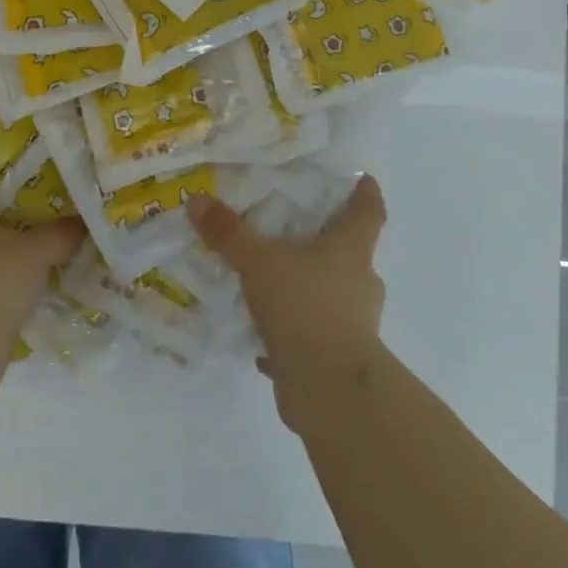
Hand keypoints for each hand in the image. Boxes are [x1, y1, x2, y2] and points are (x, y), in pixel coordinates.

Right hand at [186, 176, 387, 431]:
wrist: (328, 387)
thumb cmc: (304, 305)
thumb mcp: (258, 262)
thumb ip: (229, 232)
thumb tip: (198, 199)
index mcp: (350, 249)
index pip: (369, 212)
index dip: (367, 194)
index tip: (364, 179)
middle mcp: (360, 282)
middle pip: (351, 253)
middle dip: (328, 242)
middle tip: (297, 231)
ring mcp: (354, 323)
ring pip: (332, 295)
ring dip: (308, 289)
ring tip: (271, 284)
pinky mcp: (339, 358)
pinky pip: (314, 336)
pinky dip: (294, 332)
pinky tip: (264, 339)